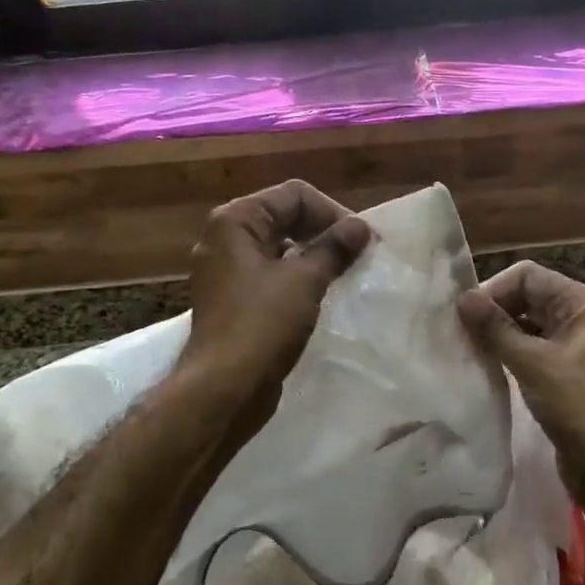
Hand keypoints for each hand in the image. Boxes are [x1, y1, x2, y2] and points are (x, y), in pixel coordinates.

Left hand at [179, 180, 370, 421]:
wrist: (223, 389)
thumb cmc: (261, 325)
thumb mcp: (304, 281)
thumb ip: (334, 248)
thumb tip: (361, 226)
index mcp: (234, 221)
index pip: (293, 195)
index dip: (332, 212)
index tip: (360, 240)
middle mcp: (225, 239)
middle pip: (284, 217)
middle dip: (323, 232)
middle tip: (356, 255)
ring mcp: (226, 271)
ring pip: (279, 248)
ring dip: (313, 256)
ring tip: (343, 274)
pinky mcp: (233, 300)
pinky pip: (271, 275)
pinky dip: (297, 278)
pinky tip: (320, 295)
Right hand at [458, 261, 584, 533]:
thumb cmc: (579, 407)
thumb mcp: (533, 364)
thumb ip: (495, 328)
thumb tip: (462, 298)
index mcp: (581, 304)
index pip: (528, 276)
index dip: (494, 289)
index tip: (464, 315)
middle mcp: (580, 318)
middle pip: (527, 297)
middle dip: (494, 310)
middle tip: (460, 332)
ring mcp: (574, 347)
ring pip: (527, 325)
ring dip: (499, 333)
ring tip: (467, 349)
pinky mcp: (565, 374)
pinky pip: (532, 351)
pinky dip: (509, 354)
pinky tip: (486, 368)